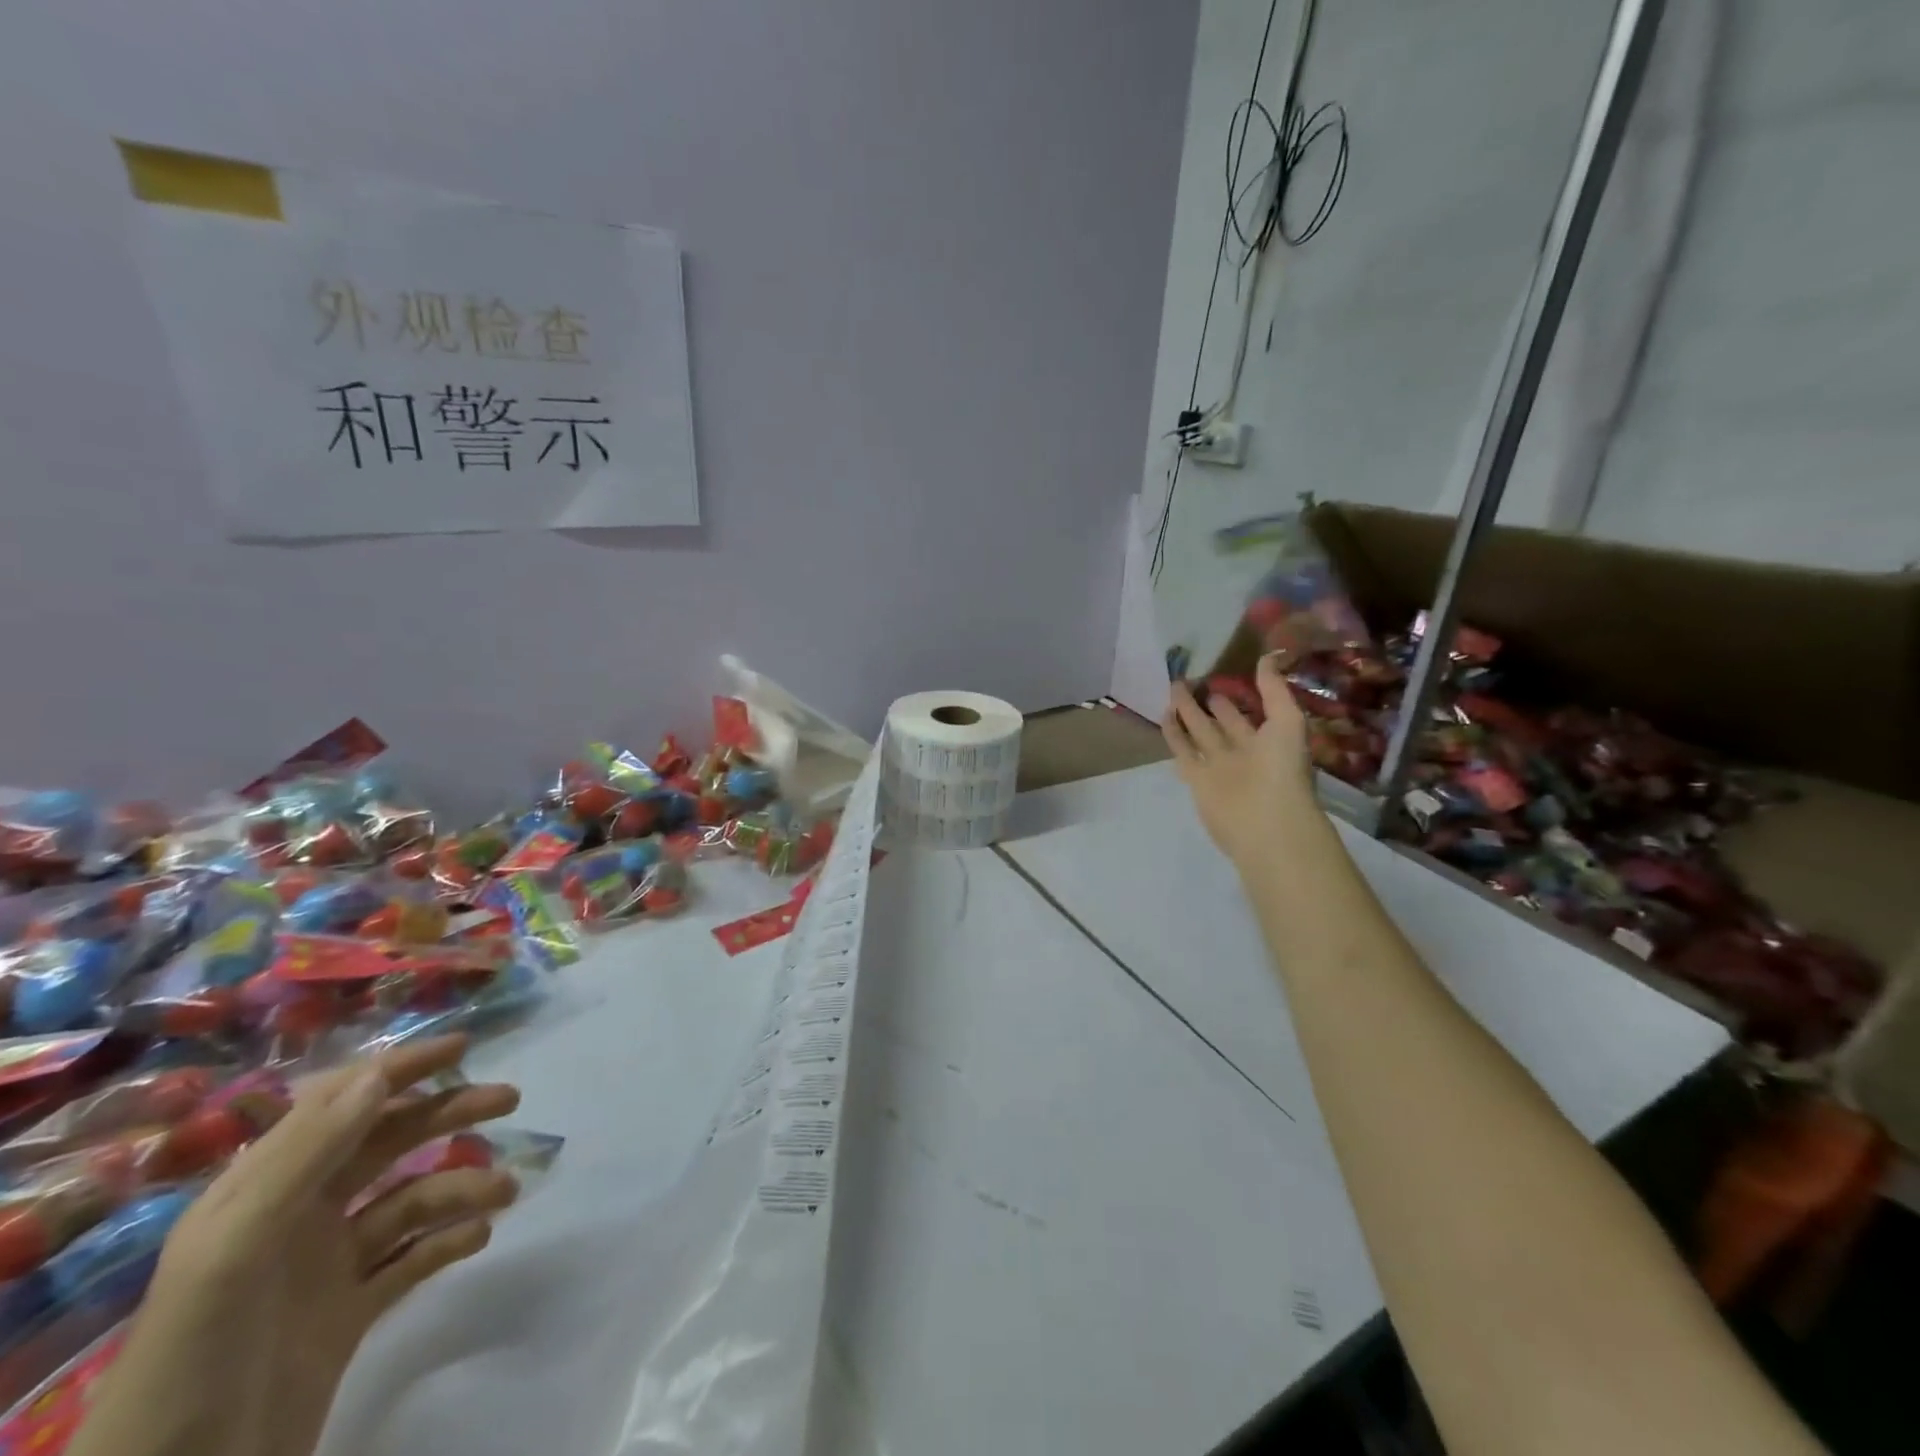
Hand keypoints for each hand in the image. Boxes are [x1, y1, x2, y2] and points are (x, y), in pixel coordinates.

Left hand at [70, 1037, 520, 1455]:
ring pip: (410, 1200)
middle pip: (387, 1143)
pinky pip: (412, 1259)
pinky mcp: (348, 1314)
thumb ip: (308, 1156)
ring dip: (461, 1186)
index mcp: (263, 1191)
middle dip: (448, 1114)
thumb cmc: (195, 1352)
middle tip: (509, 1099)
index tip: (462, 1046)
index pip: (340, 1104)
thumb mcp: (236, 1248)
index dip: (399, 1068)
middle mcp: (298, 1216)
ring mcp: (326, 1267)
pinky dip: (448, 1240)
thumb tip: (379, 1075)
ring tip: (506, 1192)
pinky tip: (480, 1237)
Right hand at [1163, 653, 1318, 870]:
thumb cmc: (1282, 770)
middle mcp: (1244, 752)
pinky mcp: (1197, 779)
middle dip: (1210, 702)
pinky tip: (1163, 715)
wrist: (1265, 822)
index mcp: (1270, 740)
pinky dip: (1173, 735)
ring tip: (1174, 689)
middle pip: (1222, 722)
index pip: (1253, 712)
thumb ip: (1275, 690)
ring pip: (1200, 734)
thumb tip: (1267, 656)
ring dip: (1187, 713)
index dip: (1240, 694)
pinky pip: (1183, 752)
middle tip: (1192, 677)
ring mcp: (1218, 766)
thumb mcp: (1288, 722)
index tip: (1224, 672)